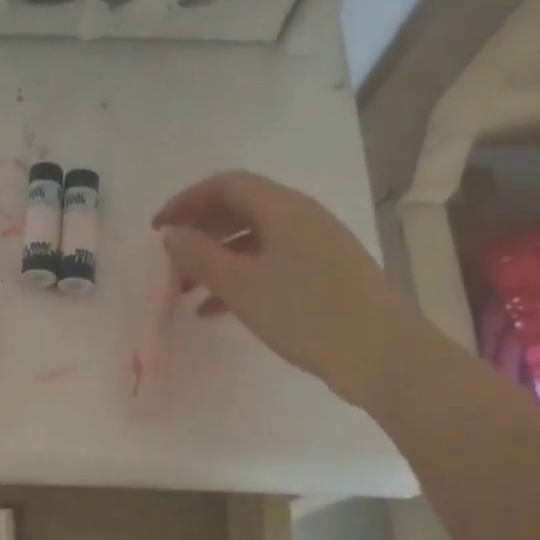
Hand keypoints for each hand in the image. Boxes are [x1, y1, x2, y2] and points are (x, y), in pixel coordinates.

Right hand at [153, 171, 413, 410]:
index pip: (225, 185)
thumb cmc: (306, 313)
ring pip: (253, 240)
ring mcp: (316, 246)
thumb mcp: (241, 285)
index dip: (186, 201)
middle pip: (240, 209)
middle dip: (199, 231)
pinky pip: (271, 263)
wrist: (381, 355)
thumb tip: (171, 234)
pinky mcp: (324, 274)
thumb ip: (199, 256)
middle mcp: (302, 217)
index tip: (158, 228)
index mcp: (283, 208)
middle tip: (170, 259)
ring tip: (185, 290)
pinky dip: (240, 278)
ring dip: (216, 258)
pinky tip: (215, 310)